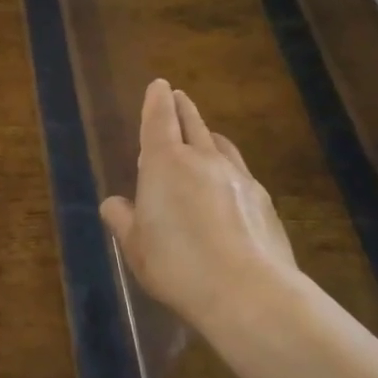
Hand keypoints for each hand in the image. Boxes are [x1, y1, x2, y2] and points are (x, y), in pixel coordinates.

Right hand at [100, 80, 298, 335]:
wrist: (249, 292)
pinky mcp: (263, 200)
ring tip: (204, 136)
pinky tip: (228, 184)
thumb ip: (124, 220)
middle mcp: (203, 159)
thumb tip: (113, 204)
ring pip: (220, 144)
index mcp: (165, 163)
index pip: (159, 119)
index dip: (157, 100)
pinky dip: (228, 167)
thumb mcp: (136, 247)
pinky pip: (240, 171)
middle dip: (183, 108)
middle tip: (179, 97)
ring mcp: (238, 177)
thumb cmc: (178, 265)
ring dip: (209, 135)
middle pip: (193, 123)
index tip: (160, 85)